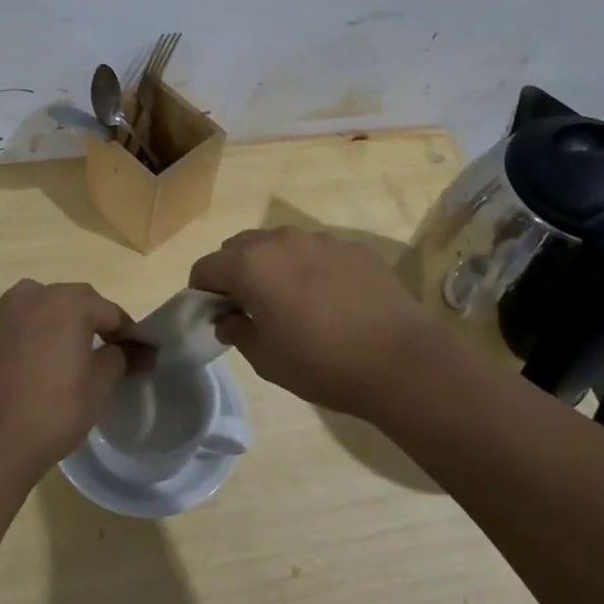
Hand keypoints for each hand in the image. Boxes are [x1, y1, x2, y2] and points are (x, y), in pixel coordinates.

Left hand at [0, 280, 135, 487]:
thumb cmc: (54, 410)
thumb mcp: (100, 385)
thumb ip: (121, 357)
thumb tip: (136, 350)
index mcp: (67, 302)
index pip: (108, 311)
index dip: (126, 332)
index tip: (136, 354)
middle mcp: (31, 296)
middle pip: (71, 303)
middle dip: (90, 323)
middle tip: (102, 354)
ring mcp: (0, 314)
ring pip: (39, 310)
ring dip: (55, 325)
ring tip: (64, 357)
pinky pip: (14, 328)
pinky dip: (27, 339)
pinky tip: (31, 368)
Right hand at [189, 227, 438, 416]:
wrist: (400, 361)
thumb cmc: (321, 364)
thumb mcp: (266, 359)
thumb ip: (238, 331)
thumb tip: (229, 319)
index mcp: (250, 266)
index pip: (205, 267)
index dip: (202, 292)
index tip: (215, 315)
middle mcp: (281, 241)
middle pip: (239, 247)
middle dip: (234, 272)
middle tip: (249, 307)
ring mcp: (321, 239)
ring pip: (280, 244)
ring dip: (273, 266)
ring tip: (292, 302)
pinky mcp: (354, 248)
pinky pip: (317, 251)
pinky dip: (311, 268)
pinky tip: (331, 300)